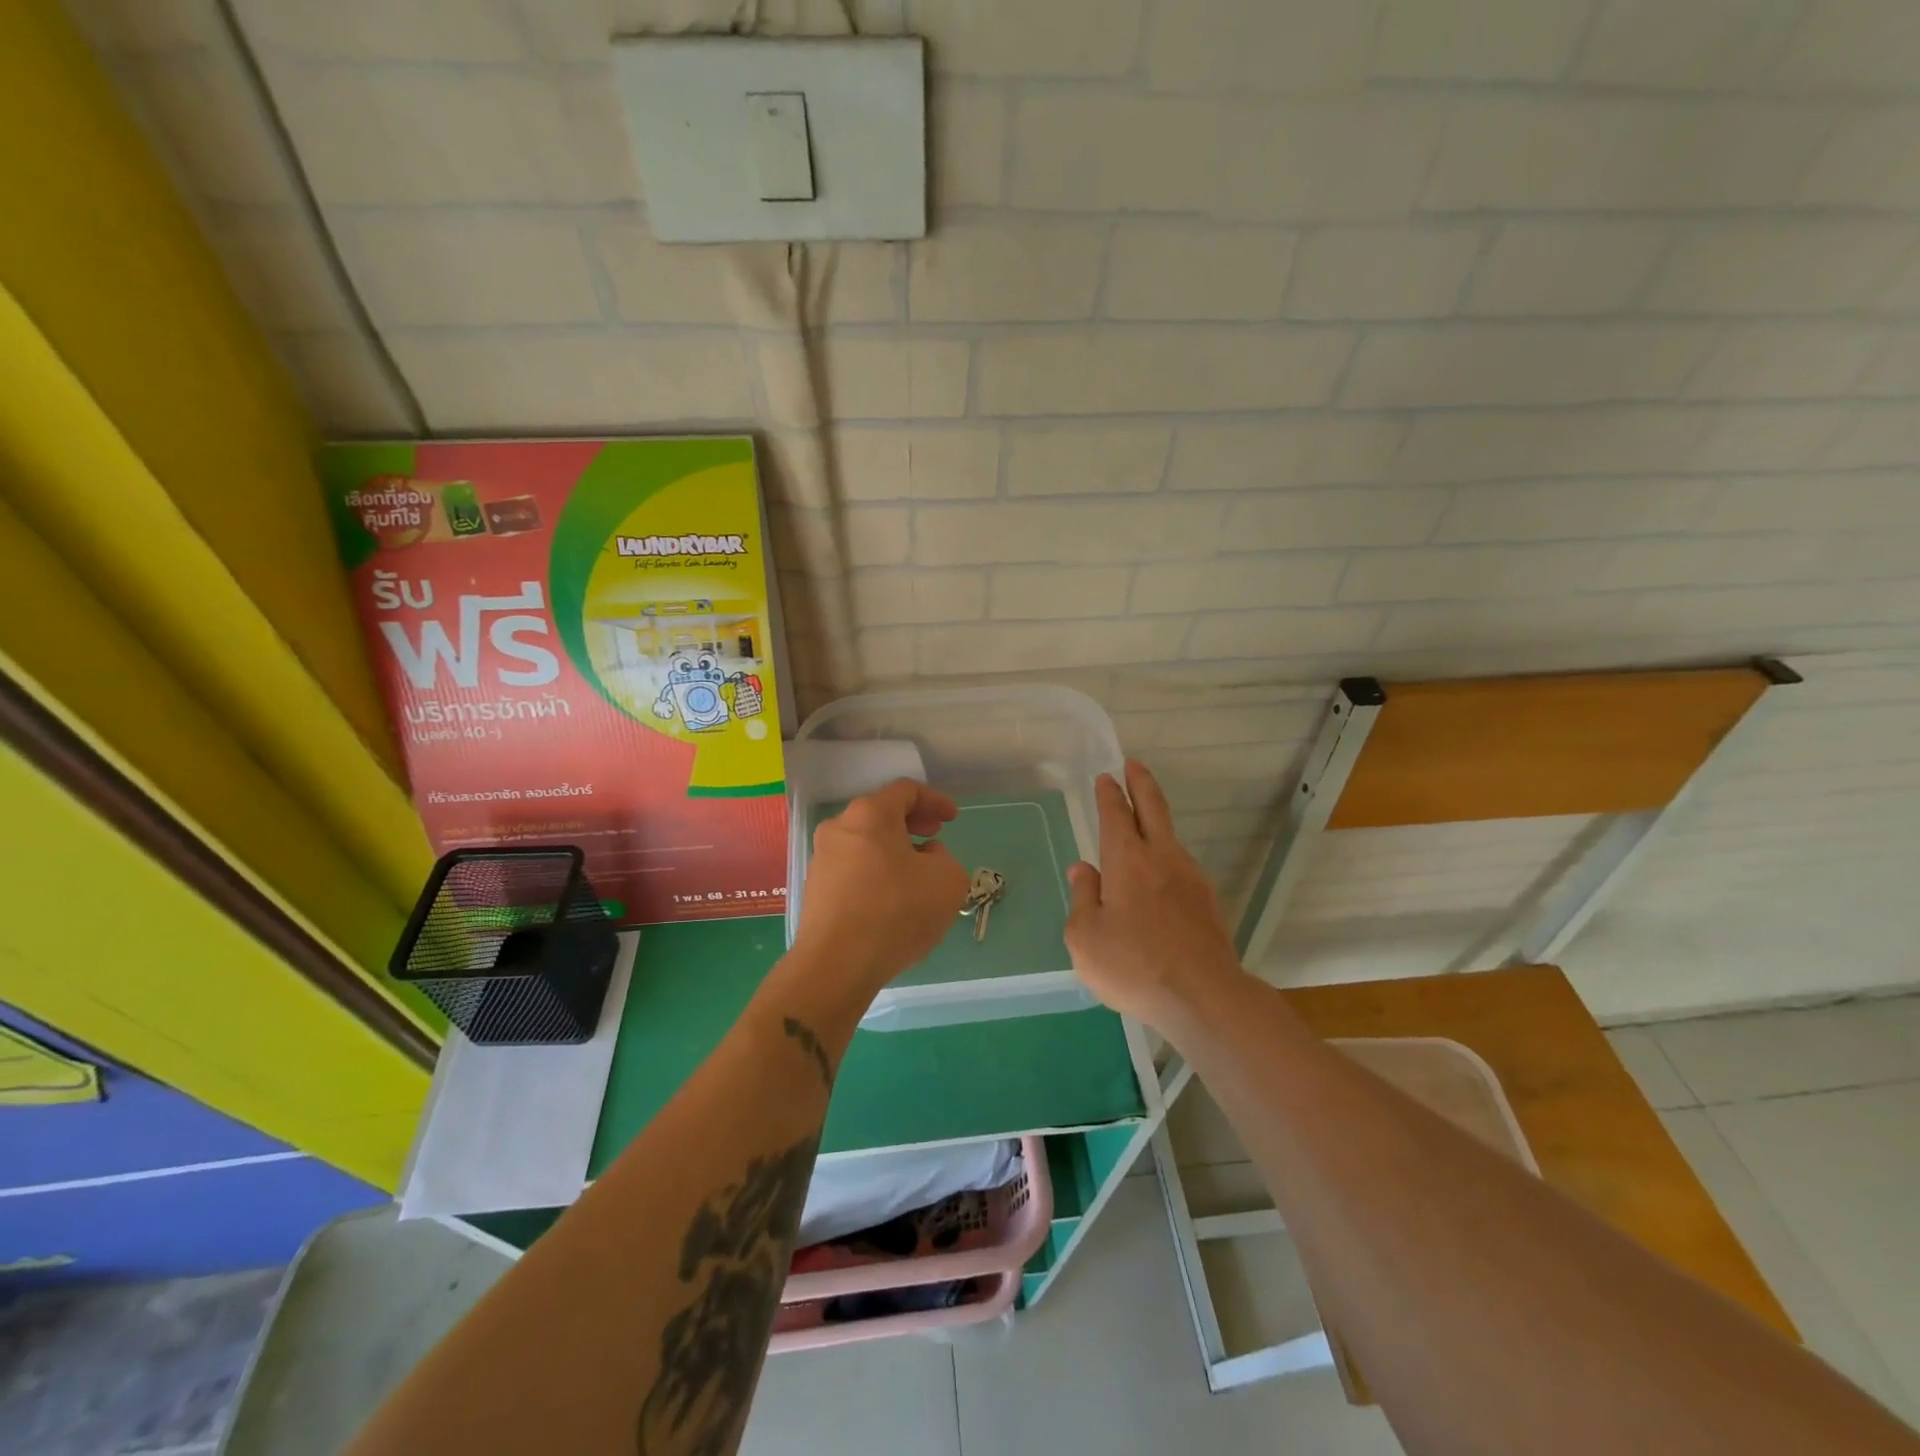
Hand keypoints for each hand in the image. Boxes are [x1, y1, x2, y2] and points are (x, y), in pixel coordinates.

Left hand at [794, 778, 970, 994]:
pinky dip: (875, 872)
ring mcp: (822, 859)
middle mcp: (839, 827)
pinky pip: (852, 869)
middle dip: (911, 823)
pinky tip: (891, 899)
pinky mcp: (815, 889)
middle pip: (880, 814)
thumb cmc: (897, 911)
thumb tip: (926, 858)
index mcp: (870, 814)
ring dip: (892, 850)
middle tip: (933, 836)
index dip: (935, 800)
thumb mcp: (948, 881)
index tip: (951, 818)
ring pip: (864, 842)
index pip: (906, 791)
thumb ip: (946, 859)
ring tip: (915, 874)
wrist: (837, 964)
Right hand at [1065, 760, 1247, 1029]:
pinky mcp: (1208, 902)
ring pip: (1170, 838)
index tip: (1106, 777)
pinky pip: (1181, 868)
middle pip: (1153, 808)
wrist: (1204, 998)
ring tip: (1141, 827)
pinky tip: (1158, 880)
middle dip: (1141, 782)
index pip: (1116, 814)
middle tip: (1133, 764)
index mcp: (1127, 860)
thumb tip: (1083, 870)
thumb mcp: (1085, 937)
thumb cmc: (1133, 966)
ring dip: (1155, 822)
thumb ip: (1083, 898)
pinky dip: (1166, 859)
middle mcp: (1162, 858)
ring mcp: (1191, 878)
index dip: (1109, 793)